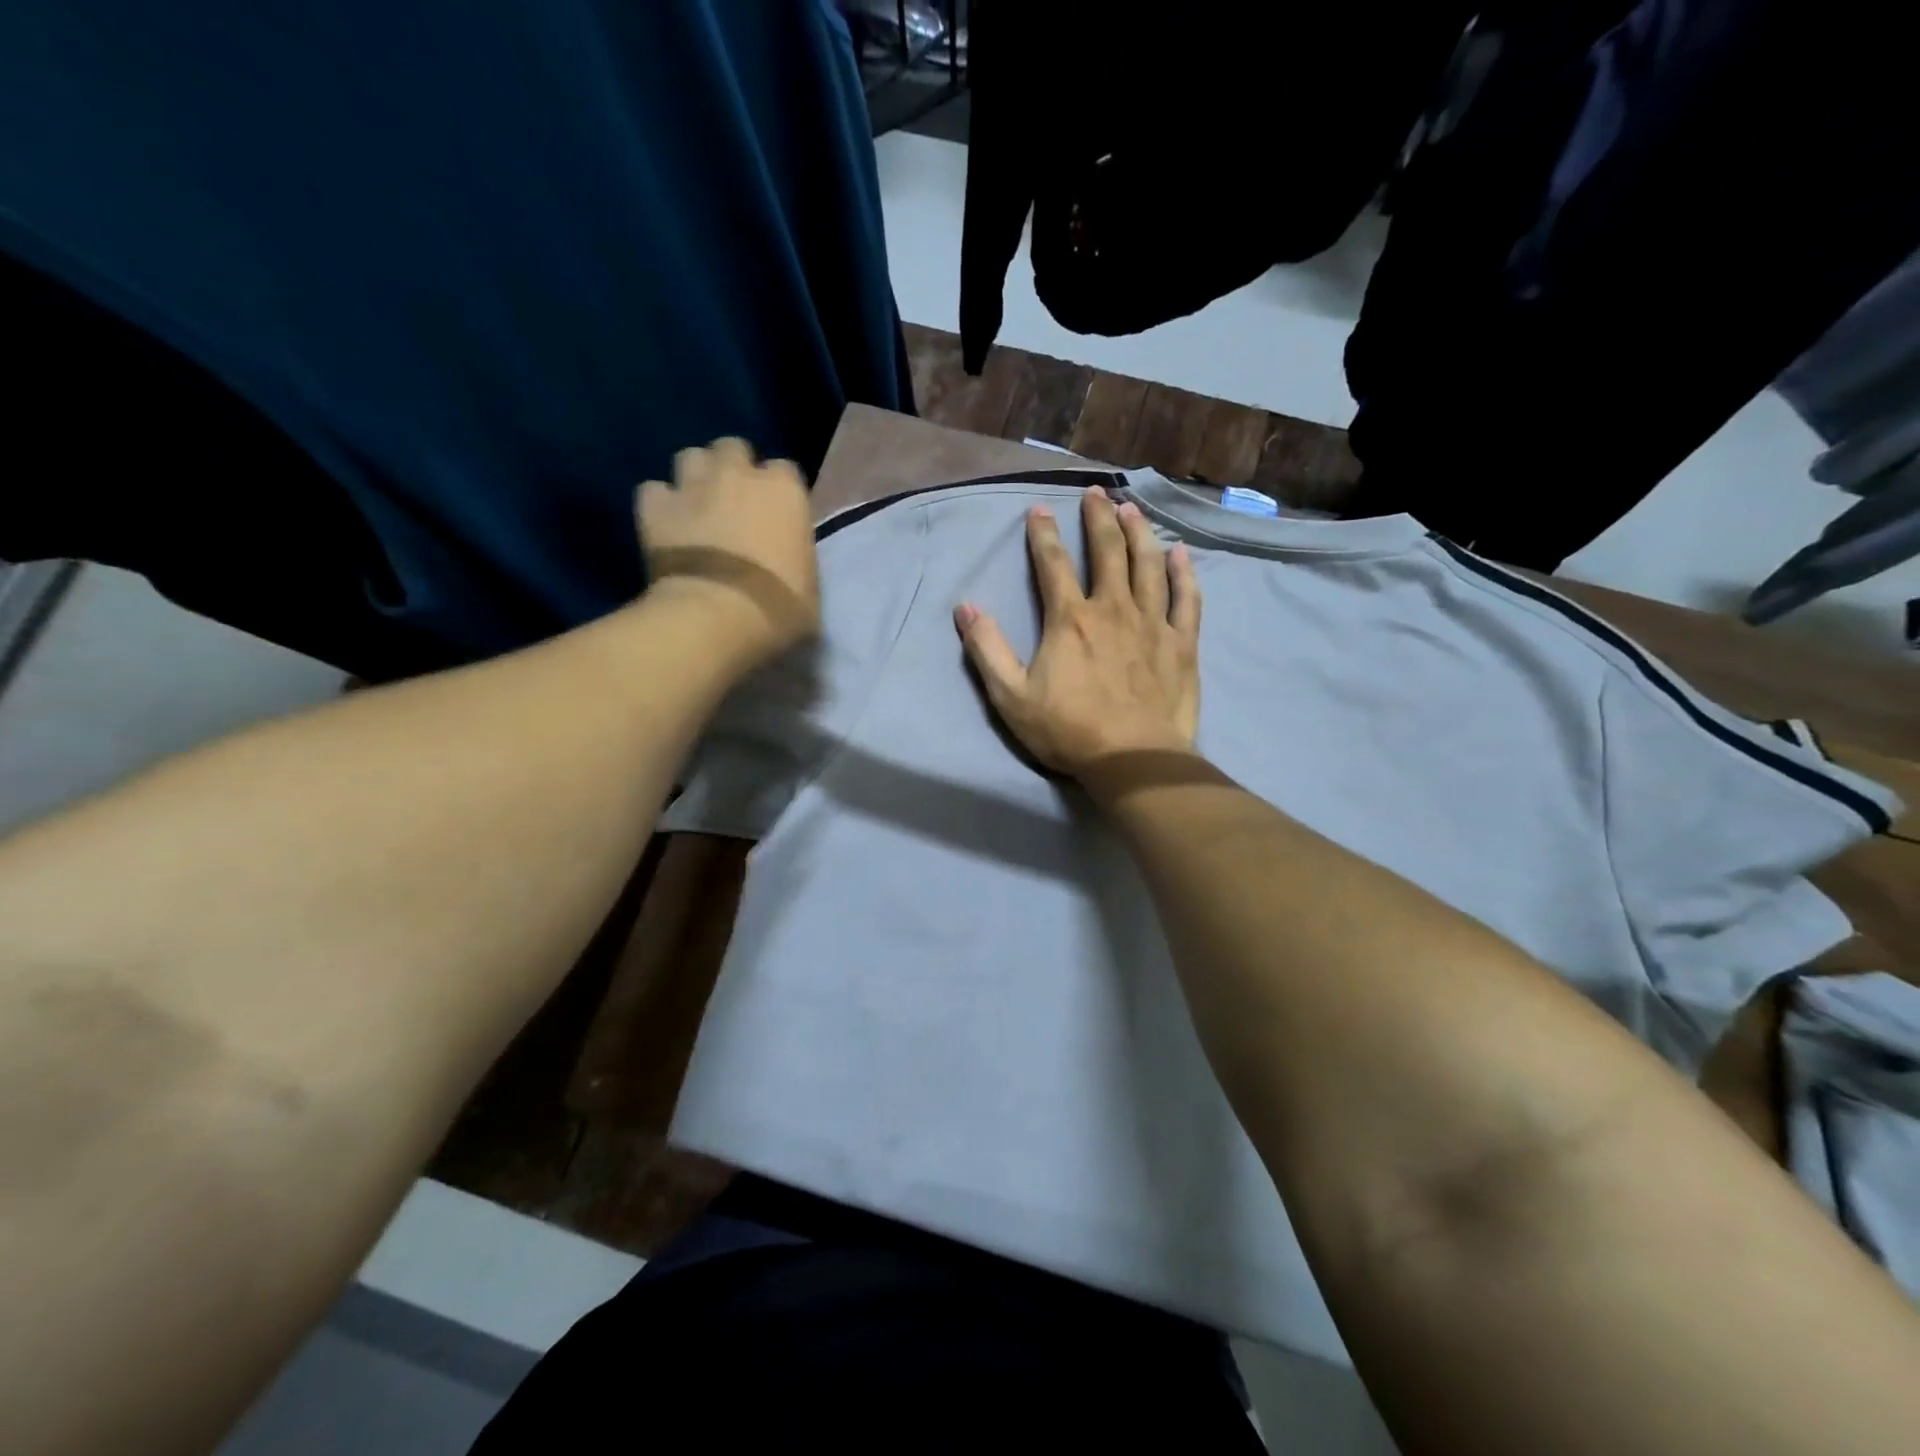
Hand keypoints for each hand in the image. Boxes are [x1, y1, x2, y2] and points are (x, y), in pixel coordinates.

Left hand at [638, 438, 820, 663]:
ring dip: (695, 477)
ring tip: (698, 506)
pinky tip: (665, 526)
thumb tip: (788, 563)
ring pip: (690, 457)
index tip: (776, 516)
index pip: (785, 470)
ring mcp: (692, 485)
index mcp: (785, 490)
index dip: (778, 491)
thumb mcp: (809, 586)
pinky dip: (660, 504)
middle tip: (734, 504)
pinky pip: (653, 490)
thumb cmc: (779, 607)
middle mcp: (738, 473)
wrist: (717, 617)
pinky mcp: (654, 506)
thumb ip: (797, 558)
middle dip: (733, 469)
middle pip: (733, 449)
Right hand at [954, 487, 1200, 777]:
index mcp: (1070, 619)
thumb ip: (986, 650)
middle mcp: (1113, 608)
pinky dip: (1183, 573)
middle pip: (1108, 551)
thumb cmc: (1069, 730)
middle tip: (1095, 494)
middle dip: (1098, 518)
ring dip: (1139, 533)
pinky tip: (1180, 554)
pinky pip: (1185, 598)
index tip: (1039, 509)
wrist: (1134, 759)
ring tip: (1132, 509)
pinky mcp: (1181, 643)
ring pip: (1148, 564)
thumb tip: (965, 608)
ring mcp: (1152, 623)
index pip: (1053, 564)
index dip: (1043, 534)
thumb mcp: (1011, 697)